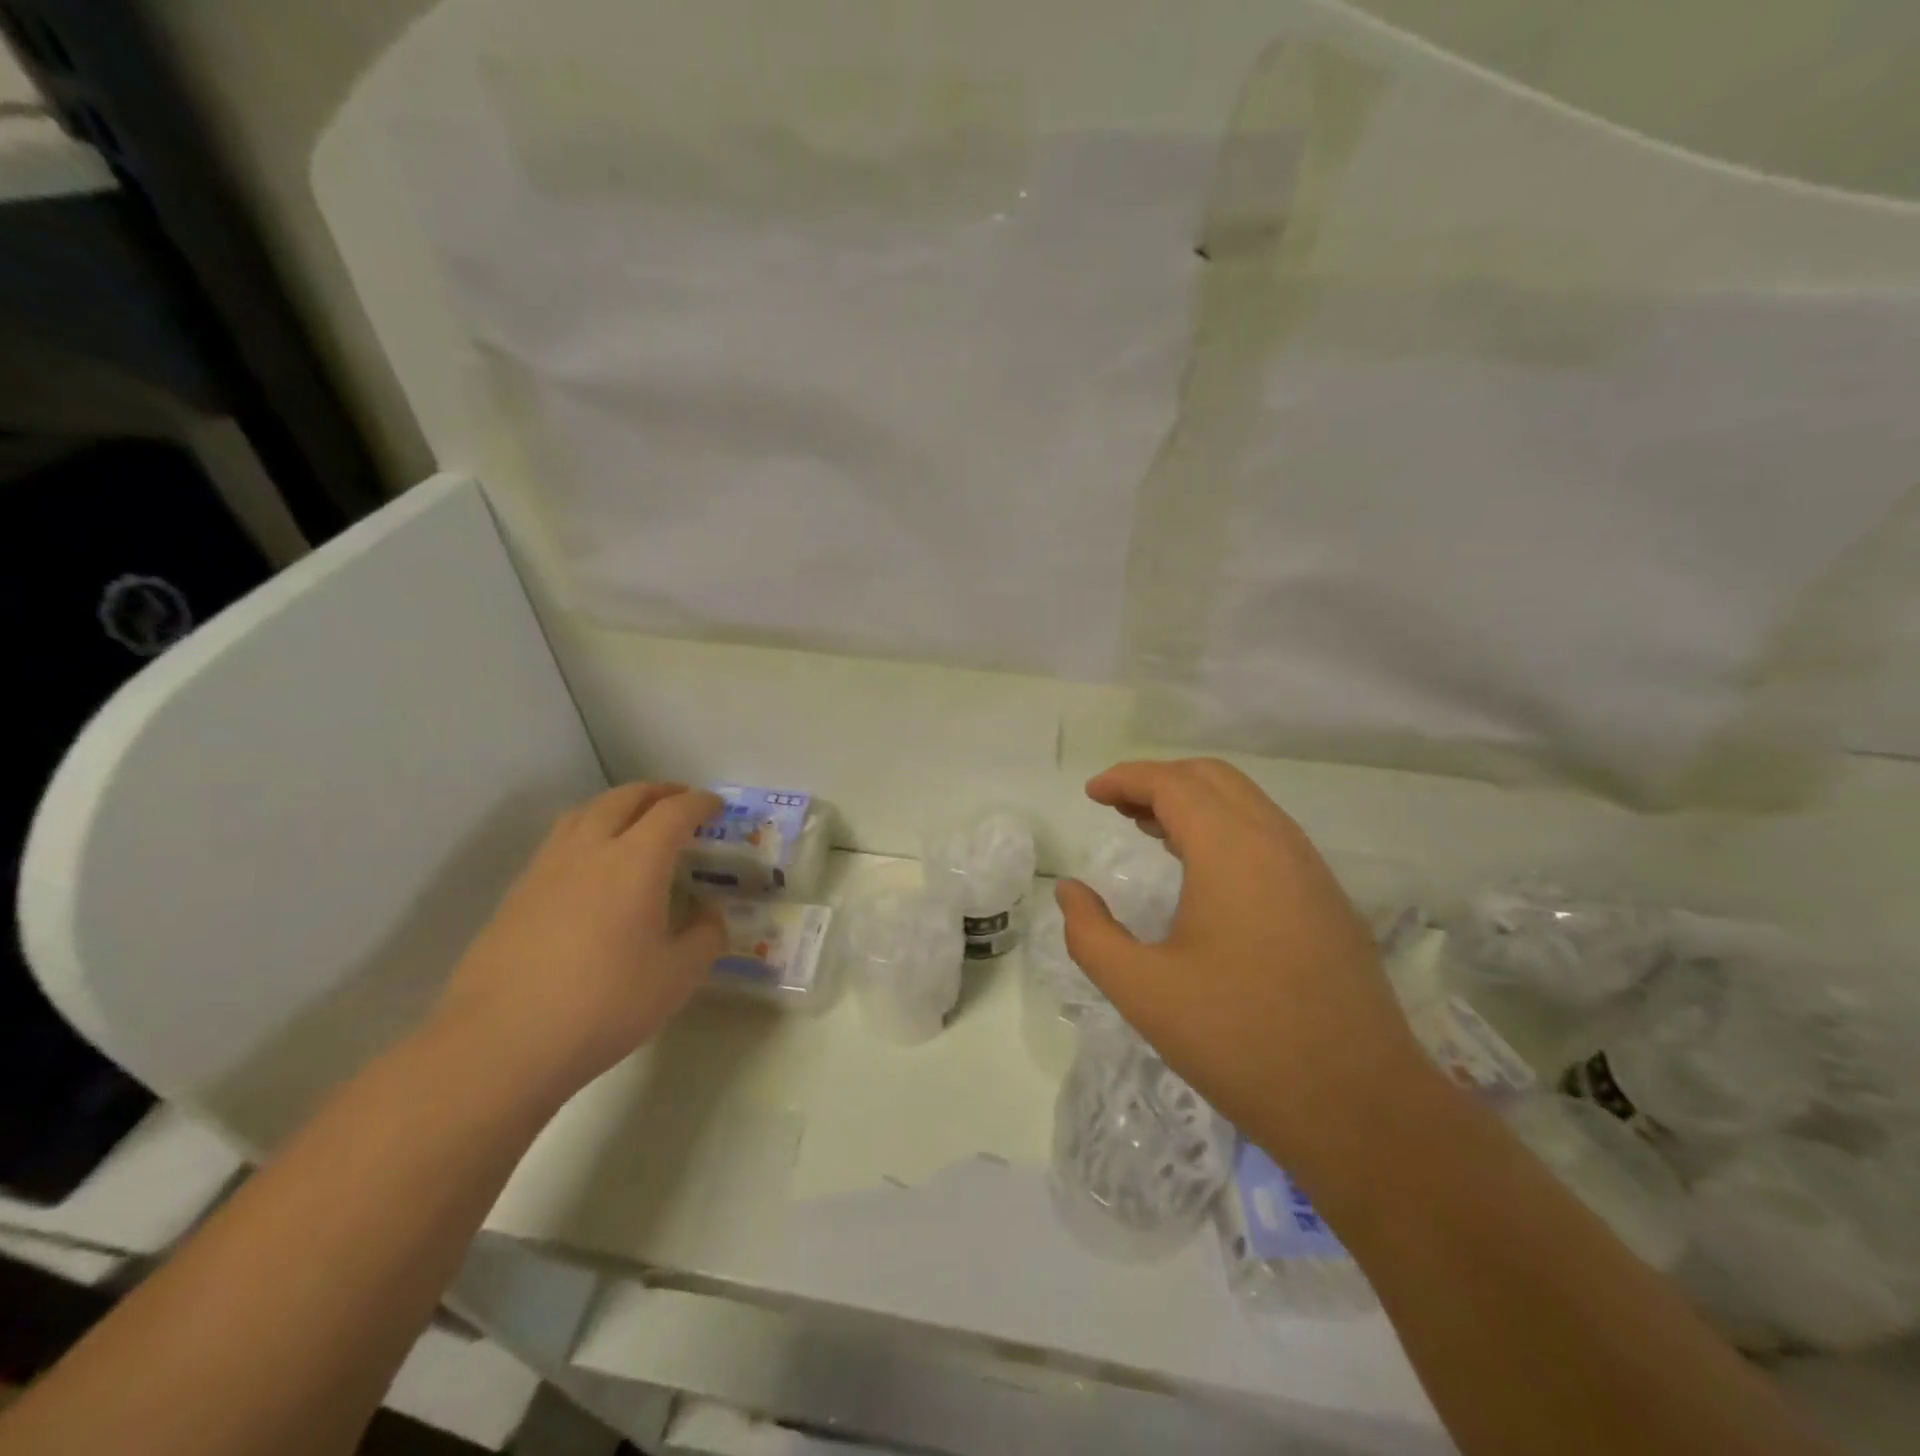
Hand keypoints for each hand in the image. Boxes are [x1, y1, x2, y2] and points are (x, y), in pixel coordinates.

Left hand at [430, 783, 726, 1100]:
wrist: (501, 1043)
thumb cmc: (605, 1004)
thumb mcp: (678, 976)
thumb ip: (706, 937)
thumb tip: (709, 916)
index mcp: (636, 860)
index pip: (674, 812)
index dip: (699, 803)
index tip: (716, 806)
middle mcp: (589, 850)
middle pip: (624, 798)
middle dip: (657, 792)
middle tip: (679, 801)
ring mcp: (546, 869)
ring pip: (584, 813)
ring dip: (617, 805)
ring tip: (634, 821)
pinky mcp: (516, 894)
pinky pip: (559, 842)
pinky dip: (586, 833)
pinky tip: (591, 867)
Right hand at [1058, 759, 1429, 1173]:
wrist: (1359, 1106)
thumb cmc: (1239, 1041)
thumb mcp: (1142, 990)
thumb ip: (1090, 934)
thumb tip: (1069, 891)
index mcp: (1231, 850)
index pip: (1172, 784)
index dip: (1126, 778)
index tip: (1091, 794)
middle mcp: (1276, 842)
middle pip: (1212, 779)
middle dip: (1159, 781)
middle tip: (1116, 807)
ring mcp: (1310, 869)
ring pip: (1246, 803)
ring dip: (1194, 803)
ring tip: (1149, 829)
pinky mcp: (1326, 899)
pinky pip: (1268, 835)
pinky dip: (1225, 828)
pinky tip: (1202, 870)